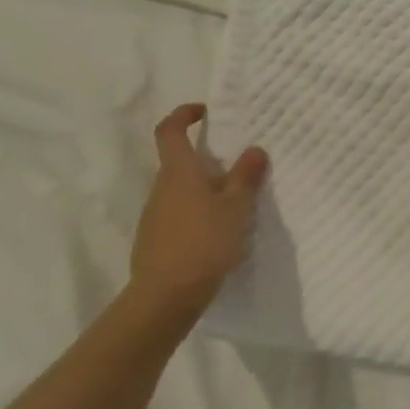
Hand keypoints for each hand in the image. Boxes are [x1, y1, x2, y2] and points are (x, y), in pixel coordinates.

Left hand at [129, 104, 268, 311]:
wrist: (166, 296)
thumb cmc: (204, 242)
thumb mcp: (236, 207)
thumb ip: (246, 176)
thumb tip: (255, 149)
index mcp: (179, 172)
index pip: (170, 130)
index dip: (184, 115)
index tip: (205, 112)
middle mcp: (161, 187)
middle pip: (179, 162)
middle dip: (206, 160)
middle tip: (239, 167)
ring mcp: (155, 215)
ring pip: (181, 190)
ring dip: (205, 189)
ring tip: (235, 204)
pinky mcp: (155, 239)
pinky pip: (179, 214)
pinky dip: (198, 213)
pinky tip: (219, 233)